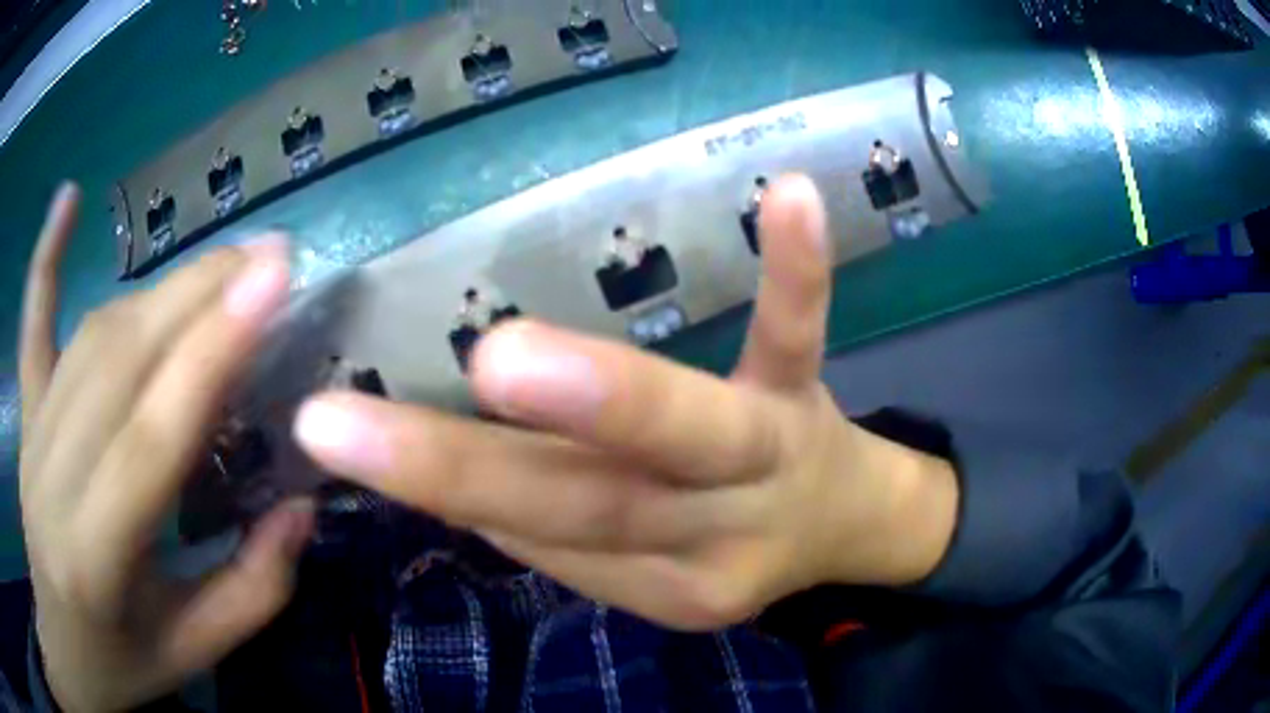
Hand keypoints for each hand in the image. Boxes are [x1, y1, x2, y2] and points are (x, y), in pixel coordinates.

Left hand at [19, 184, 313, 711]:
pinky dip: (45, 258)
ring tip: (222, 266)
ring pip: (91, 338)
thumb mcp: (192, 653)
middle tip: (268, 256)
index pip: (151, 436)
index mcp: (96, 557)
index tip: (272, 279)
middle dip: (198, 296)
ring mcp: (32, 434)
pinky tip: (66, 198)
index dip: (211, 351)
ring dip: (160, 290)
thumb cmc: (121, 659)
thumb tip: (303, 504)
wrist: (62, 640)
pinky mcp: (25, 413)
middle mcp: (54, 479)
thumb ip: (252, 590)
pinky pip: (32, 324)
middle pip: (120, 363)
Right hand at [294, 175, 958, 630]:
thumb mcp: (650, 567)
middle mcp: (708, 526)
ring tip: (507, 362)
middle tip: (343, 430)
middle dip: (462, 470)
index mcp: (656, 577)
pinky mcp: (803, 386)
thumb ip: (563, 533)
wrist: (840, 523)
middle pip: (586, 503)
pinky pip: (797, 330)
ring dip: (597, 397)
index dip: (441, 489)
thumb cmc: (726, 542)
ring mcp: (767, 449)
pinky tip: (786, 195)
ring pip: (682, 432)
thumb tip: (458, 479)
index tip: (330, 437)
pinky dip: (793, 271)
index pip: (538, 535)